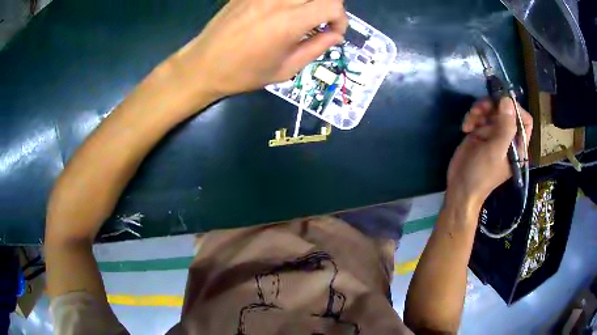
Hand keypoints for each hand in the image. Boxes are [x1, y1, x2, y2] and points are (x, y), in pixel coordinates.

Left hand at [166, 0, 347, 101]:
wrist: (203, 65)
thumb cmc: (244, 73)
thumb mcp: (286, 69)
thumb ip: (316, 48)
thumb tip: (335, 35)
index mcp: (289, 22)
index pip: (332, 5)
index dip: (341, 18)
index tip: (333, 32)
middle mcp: (277, 1)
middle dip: (328, 6)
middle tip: (320, 22)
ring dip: (308, 3)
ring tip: (301, 17)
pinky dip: (288, 2)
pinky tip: (280, 12)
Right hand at [446, 97, 532, 209]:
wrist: (460, 187)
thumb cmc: (481, 174)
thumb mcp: (495, 151)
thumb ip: (505, 126)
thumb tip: (507, 100)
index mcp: (518, 145)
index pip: (524, 120)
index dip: (515, 109)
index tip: (500, 104)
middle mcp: (508, 137)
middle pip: (506, 109)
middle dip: (492, 106)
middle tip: (479, 109)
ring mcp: (494, 133)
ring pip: (491, 109)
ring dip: (479, 110)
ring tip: (470, 120)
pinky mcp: (481, 132)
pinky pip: (479, 115)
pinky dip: (472, 117)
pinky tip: (466, 128)